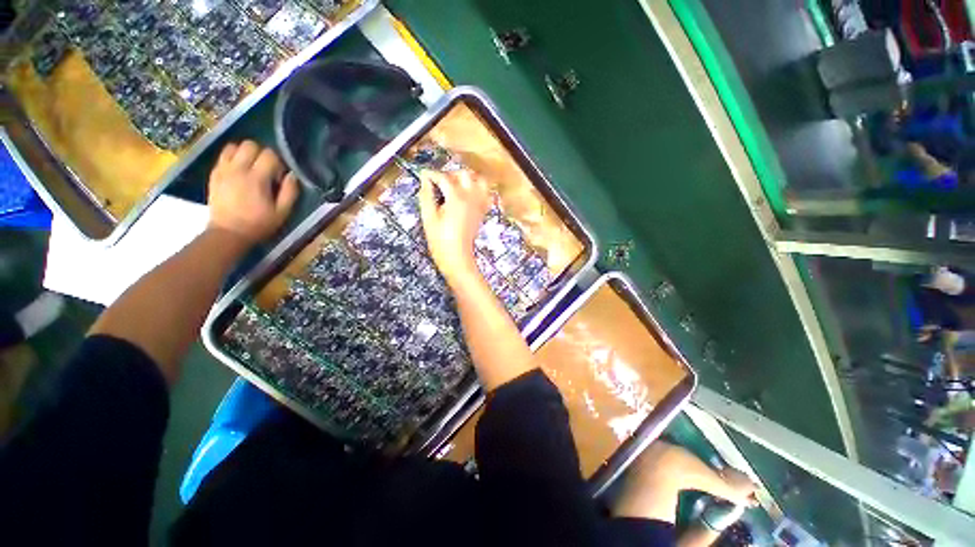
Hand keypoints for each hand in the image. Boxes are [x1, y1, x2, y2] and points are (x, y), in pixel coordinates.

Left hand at [207, 141, 299, 245]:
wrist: (228, 233)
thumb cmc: (259, 224)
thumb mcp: (282, 212)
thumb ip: (290, 192)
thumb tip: (292, 175)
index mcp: (256, 179)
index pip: (269, 155)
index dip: (278, 163)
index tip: (278, 177)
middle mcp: (238, 169)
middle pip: (250, 145)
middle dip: (261, 154)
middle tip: (266, 169)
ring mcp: (223, 170)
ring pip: (234, 146)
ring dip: (245, 153)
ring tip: (251, 167)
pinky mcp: (214, 174)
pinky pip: (223, 155)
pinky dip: (233, 158)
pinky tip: (239, 171)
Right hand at [418, 169, 491, 286]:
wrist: (457, 257)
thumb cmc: (440, 240)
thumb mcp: (428, 218)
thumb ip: (426, 196)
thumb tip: (425, 180)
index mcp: (456, 198)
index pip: (443, 178)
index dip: (432, 174)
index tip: (423, 174)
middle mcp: (471, 197)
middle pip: (464, 174)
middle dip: (450, 174)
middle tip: (439, 182)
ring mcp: (479, 204)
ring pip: (480, 181)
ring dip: (468, 179)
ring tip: (456, 185)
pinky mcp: (482, 212)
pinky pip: (486, 194)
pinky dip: (479, 189)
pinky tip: (469, 195)